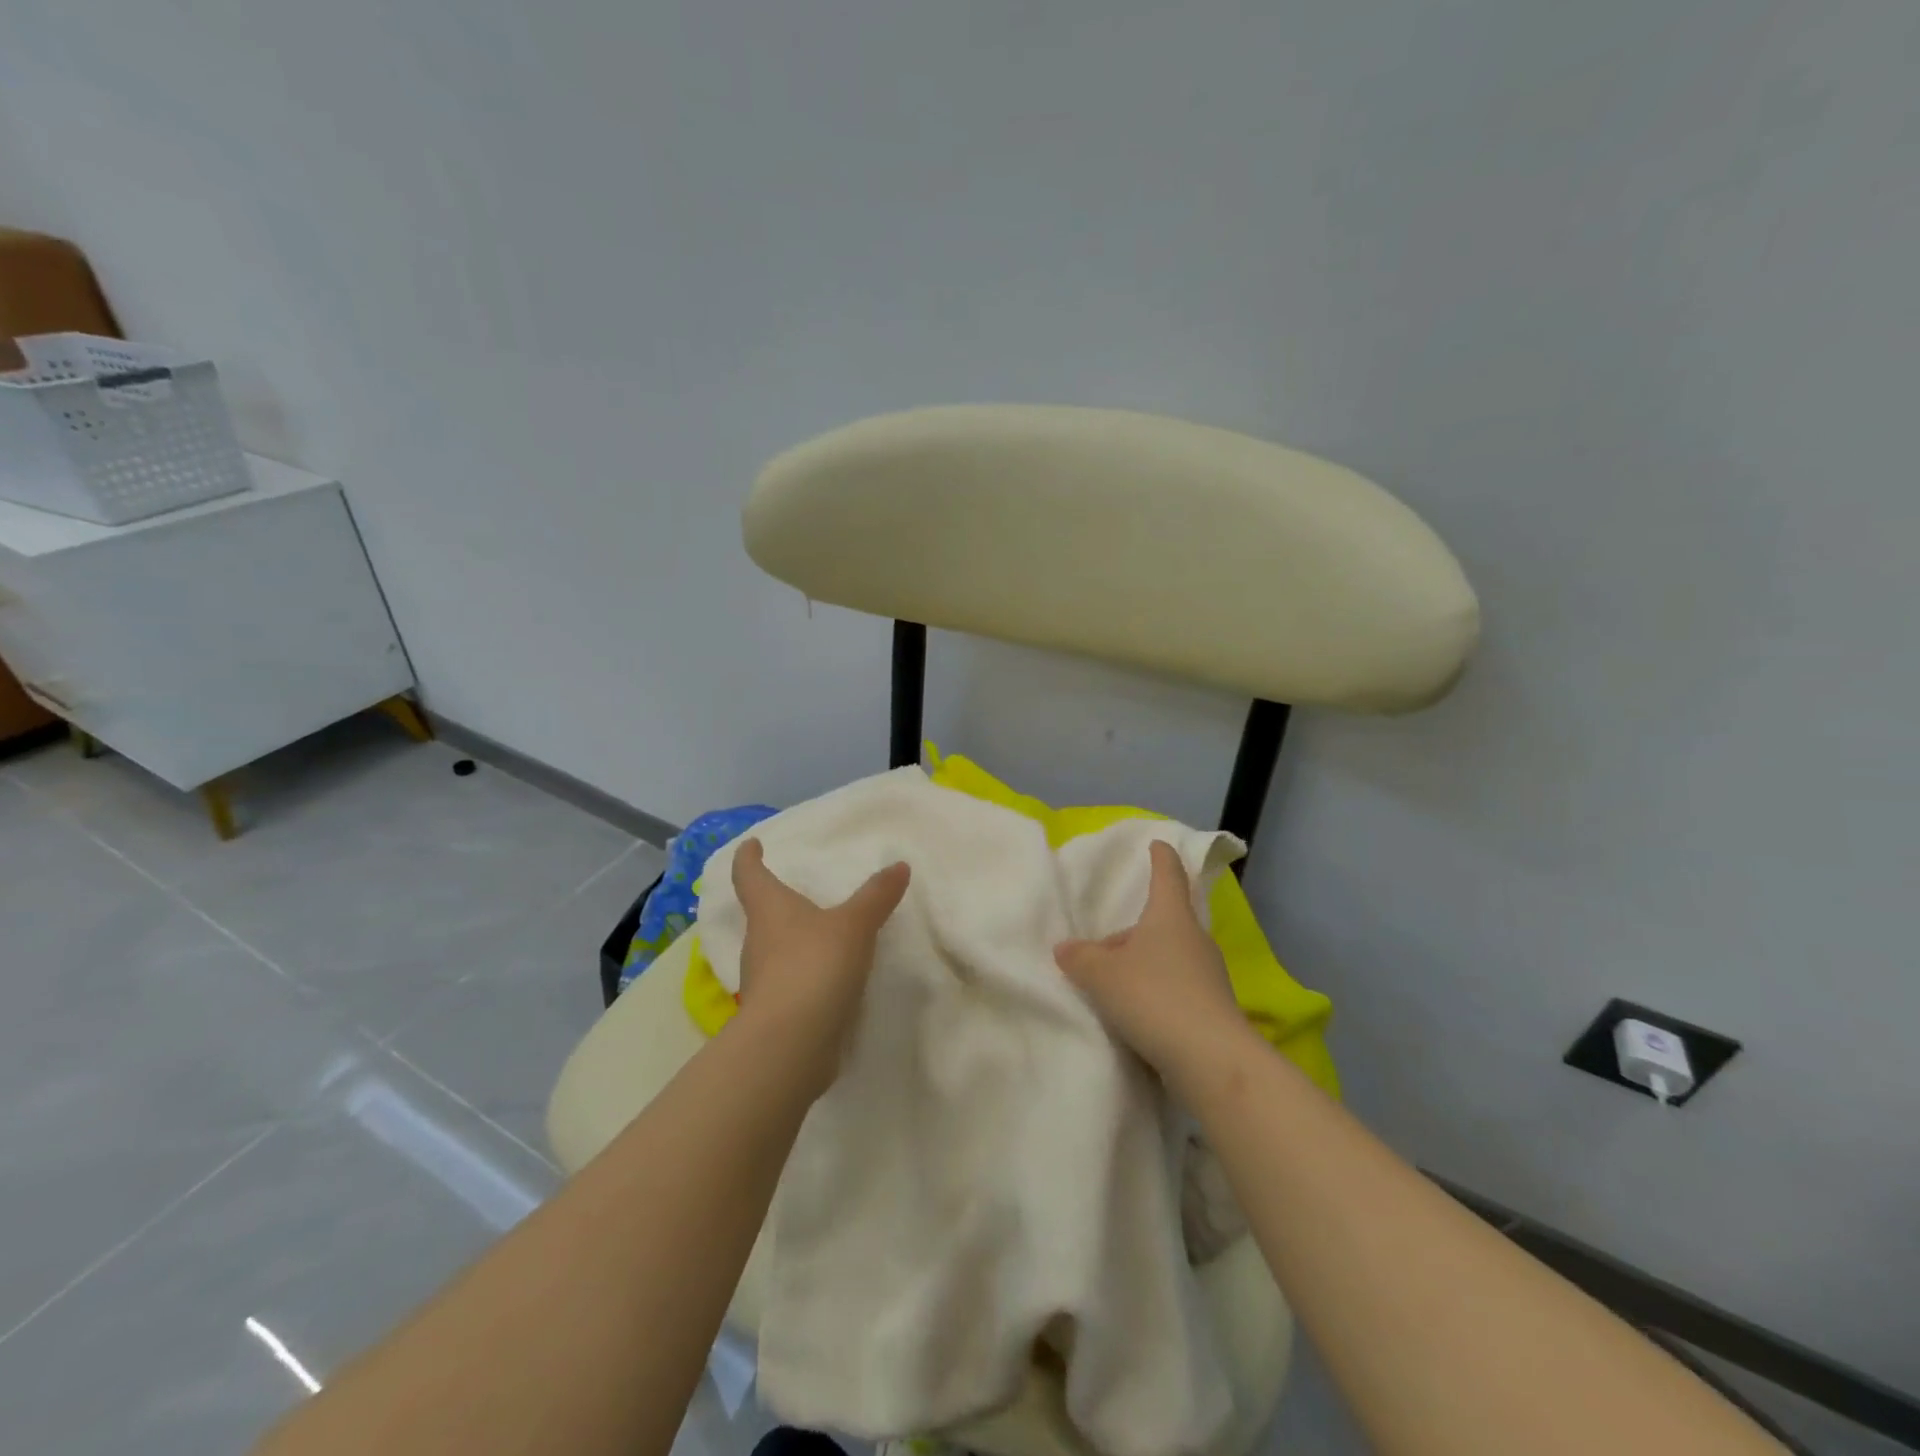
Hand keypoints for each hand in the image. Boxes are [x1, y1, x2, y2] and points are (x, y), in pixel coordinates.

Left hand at [730, 839, 910, 1094]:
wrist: (790, 1045)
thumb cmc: (813, 966)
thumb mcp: (854, 925)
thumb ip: (876, 896)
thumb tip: (899, 865)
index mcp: (769, 910)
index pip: (748, 874)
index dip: (748, 857)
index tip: (751, 845)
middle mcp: (758, 941)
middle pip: (761, 914)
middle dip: (777, 903)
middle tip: (800, 892)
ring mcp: (763, 981)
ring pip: (776, 950)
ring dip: (795, 941)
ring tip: (825, 934)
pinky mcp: (776, 1012)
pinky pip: (791, 983)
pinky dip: (807, 975)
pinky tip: (832, 978)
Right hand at [1054, 840, 1248, 1074]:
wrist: (1211, 1059)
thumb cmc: (1154, 997)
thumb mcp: (1102, 975)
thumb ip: (1080, 958)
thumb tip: (1065, 948)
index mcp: (1170, 916)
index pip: (1167, 875)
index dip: (1160, 857)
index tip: (1157, 844)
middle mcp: (1194, 938)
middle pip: (1161, 922)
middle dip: (1134, 930)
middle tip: (1103, 948)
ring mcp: (1208, 974)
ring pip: (1168, 956)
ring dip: (1143, 965)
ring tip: (1113, 986)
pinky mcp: (1213, 1008)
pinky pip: (1177, 987)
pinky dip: (1156, 992)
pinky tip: (1136, 1015)